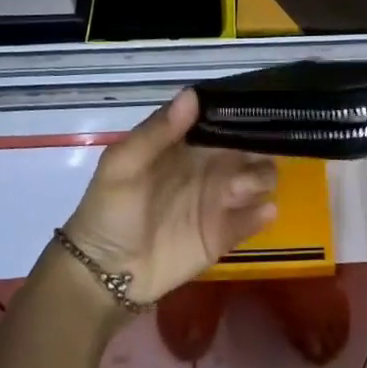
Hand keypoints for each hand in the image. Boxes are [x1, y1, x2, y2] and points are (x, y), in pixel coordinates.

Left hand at [61, 89, 278, 310]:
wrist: (104, 273)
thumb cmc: (110, 209)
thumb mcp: (123, 164)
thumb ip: (157, 131)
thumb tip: (192, 94)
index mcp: (188, 143)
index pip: (224, 119)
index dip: (242, 112)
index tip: (257, 108)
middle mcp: (211, 165)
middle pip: (251, 145)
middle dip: (260, 146)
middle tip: (250, 156)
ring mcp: (220, 199)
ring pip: (261, 178)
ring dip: (261, 178)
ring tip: (239, 189)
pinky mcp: (225, 234)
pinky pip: (255, 218)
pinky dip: (262, 213)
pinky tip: (262, 212)